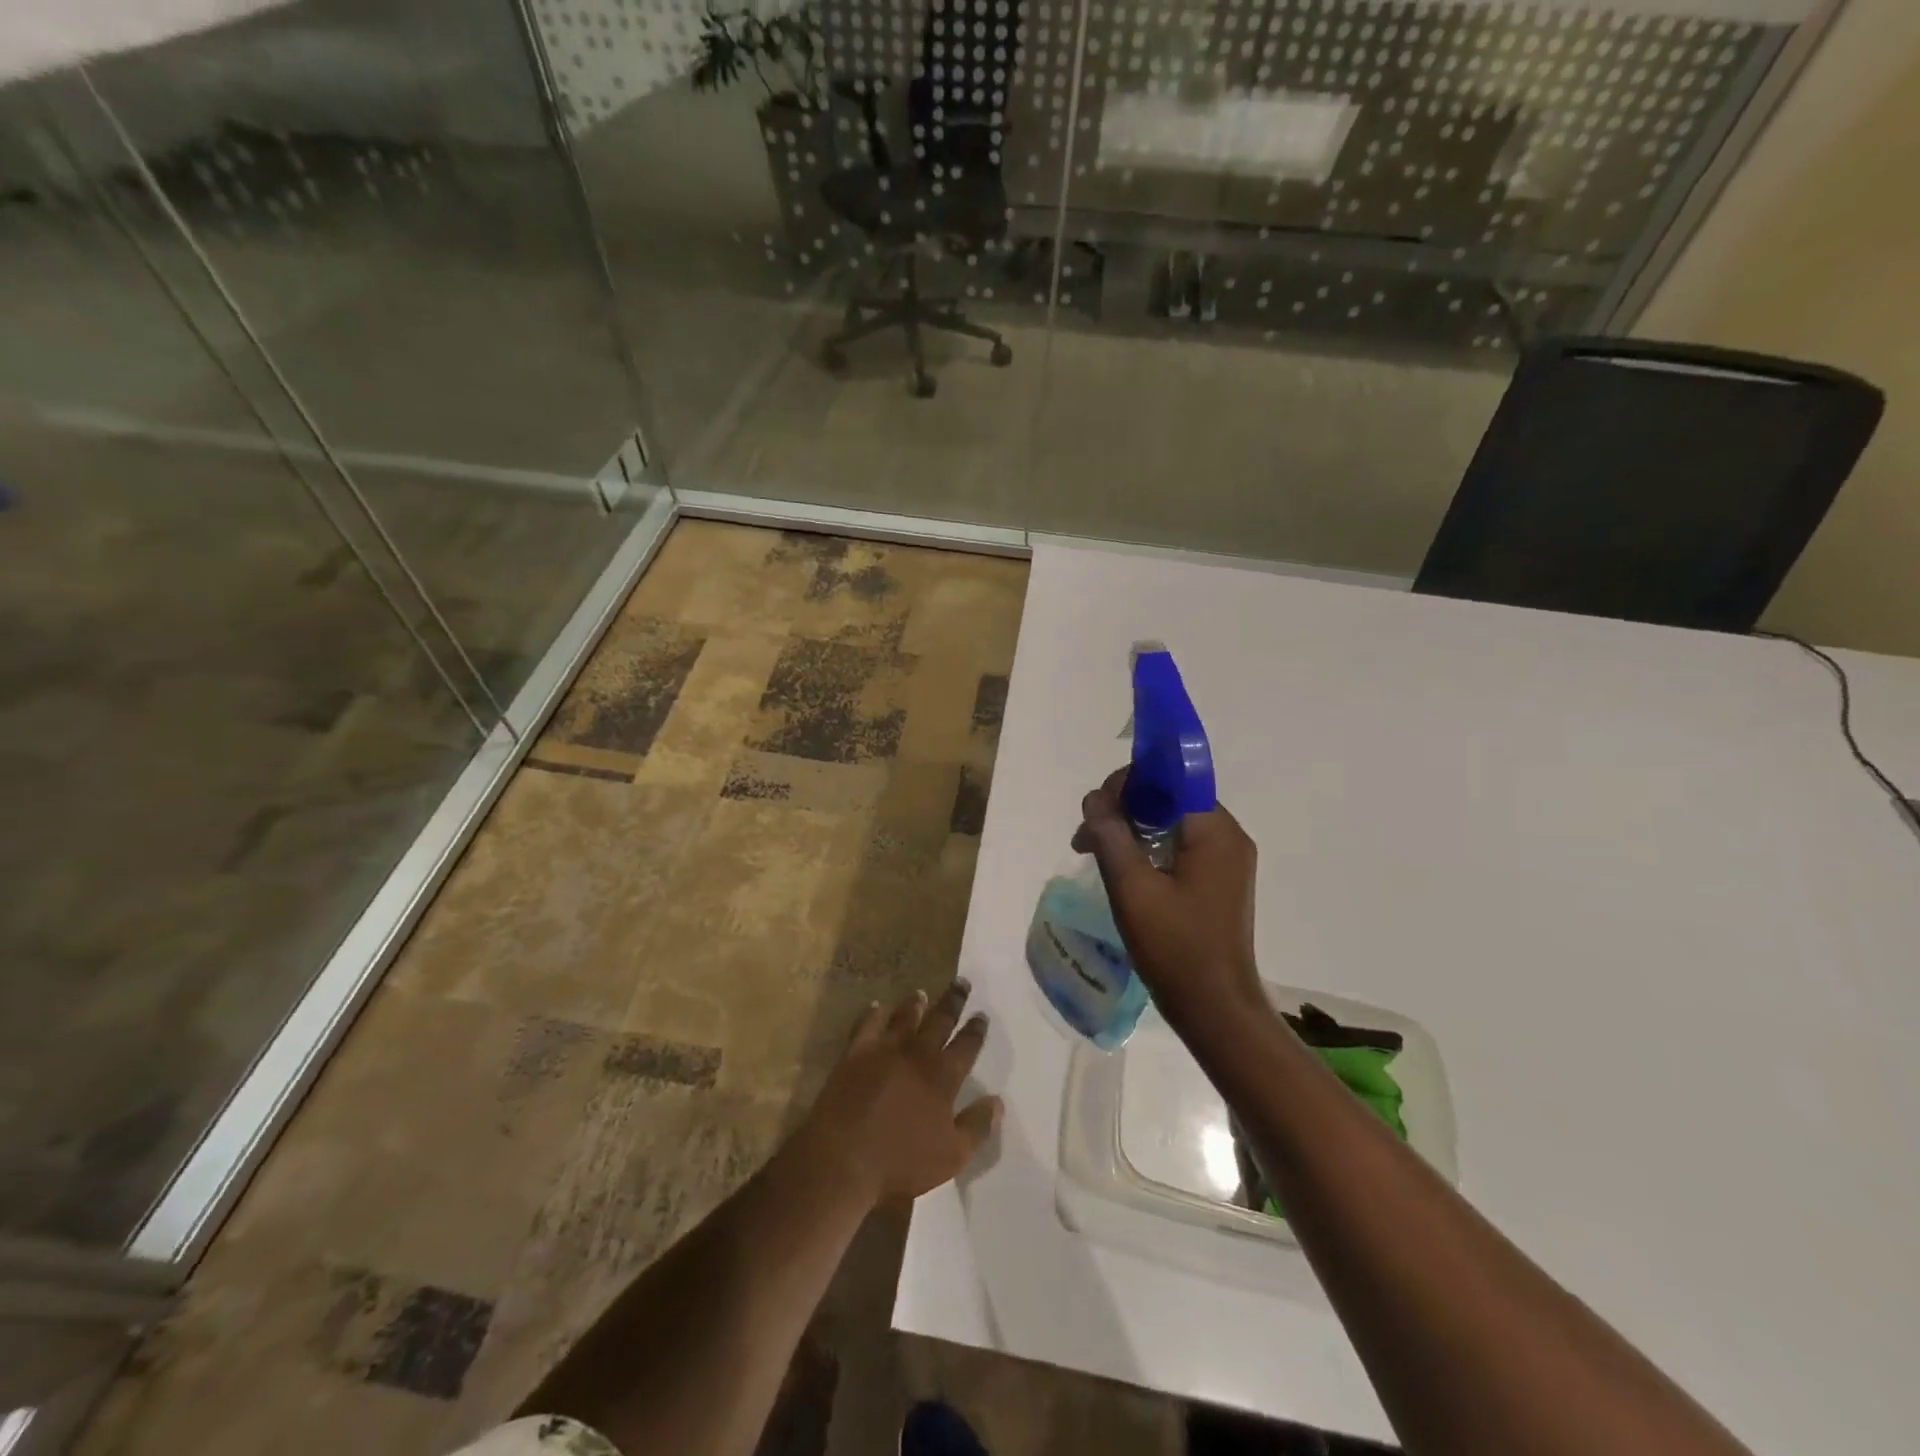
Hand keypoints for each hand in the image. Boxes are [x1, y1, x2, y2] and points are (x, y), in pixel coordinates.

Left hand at [802, 982, 999, 1206]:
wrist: (843, 1157)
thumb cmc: (901, 1161)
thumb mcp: (952, 1155)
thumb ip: (977, 1126)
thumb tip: (997, 1101)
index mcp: (943, 1076)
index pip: (966, 1046)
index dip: (976, 1030)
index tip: (981, 1014)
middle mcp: (917, 1054)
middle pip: (939, 1020)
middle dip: (952, 1001)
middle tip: (961, 982)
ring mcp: (884, 1050)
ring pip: (904, 1017)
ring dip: (914, 1004)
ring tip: (921, 993)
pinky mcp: (855, 1053)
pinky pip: (867, 1024)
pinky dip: (874, 1013)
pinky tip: (877, 1006)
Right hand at [1071, 767, 1262, 1024]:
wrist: (1215, 1009)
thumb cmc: (1175, 947)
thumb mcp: (1132, 888)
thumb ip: (1110, 835)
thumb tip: (1094, 799)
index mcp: (1215, 831)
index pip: (1171, 778)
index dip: (1130, 782)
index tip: (1096, 808)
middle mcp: (1228, 837)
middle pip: (1170, 798)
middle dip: (1124, 808)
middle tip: (1086, 837)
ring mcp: (1227, 861)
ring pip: (1171, 823)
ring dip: (1132, 829)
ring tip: (1094, 853)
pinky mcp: (1219, 882)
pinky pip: (1180, 847)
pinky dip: (1149, 849)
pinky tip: (1122, 870)